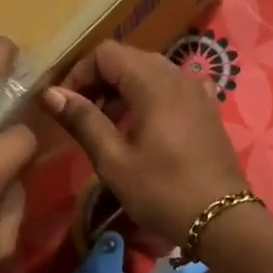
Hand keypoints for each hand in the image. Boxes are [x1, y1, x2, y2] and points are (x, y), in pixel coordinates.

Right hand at [41, 40, 248, 246]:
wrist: (221, 220)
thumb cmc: (162, 190)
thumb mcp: (113, 160)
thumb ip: (83, 120)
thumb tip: (51, 93)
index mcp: (152, 82)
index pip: (105, 53)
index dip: (79, 73)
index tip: (66, 106)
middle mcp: (177, 75)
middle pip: (128, 59)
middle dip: (99, 81)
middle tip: (82, 117)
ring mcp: (197, 90)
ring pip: (150, 73)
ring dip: (123, 90)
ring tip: (109, 127)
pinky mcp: (208, 108)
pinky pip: (171, 89)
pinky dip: (150, 98)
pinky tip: (145, 126)